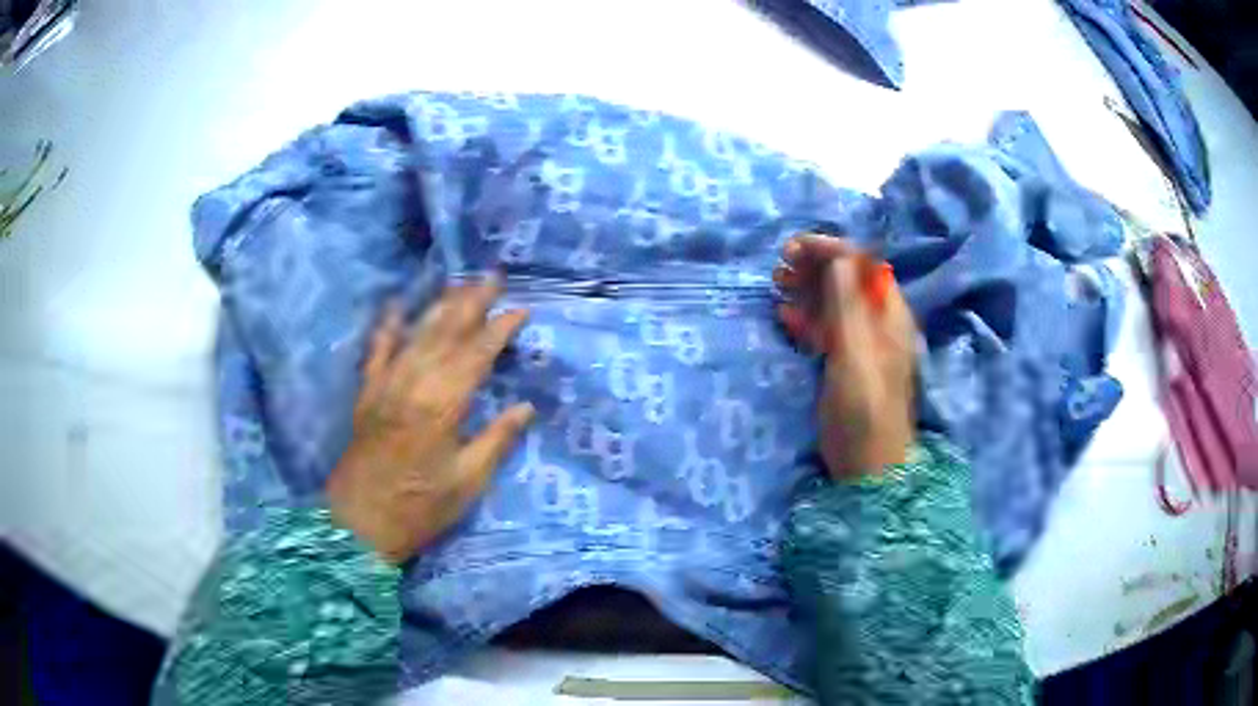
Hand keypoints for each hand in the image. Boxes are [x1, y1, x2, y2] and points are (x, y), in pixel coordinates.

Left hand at [326, 278, 534, 562]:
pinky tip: (397, 305)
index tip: (521, 311)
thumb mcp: (467, 483)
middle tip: (492, 277)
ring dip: (439, 306)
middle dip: (471, 302)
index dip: (500, 329)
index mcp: (443, 406)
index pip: (477, 355)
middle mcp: (413, 384)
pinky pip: (376, 349)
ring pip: (416, 334)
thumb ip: (497, 441)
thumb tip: (525, 407)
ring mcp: (386, 384)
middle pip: (446, 333)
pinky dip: (387, 325)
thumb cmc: (419, 509)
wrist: (359, 524)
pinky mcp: (367, 392)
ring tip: (459, 284)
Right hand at [775, 234, 916, 479]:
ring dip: (806, 289)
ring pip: (833, 302)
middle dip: (813, 267)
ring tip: (776, 287)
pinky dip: (805, 318)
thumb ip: (847, 303)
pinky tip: (783, 318)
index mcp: (888, 313)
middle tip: (779, 269)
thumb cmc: (864, 408)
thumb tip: (837, 256)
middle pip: (846, 279)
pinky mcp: (845, 362)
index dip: (829, 249)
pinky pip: (825, 328)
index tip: (792, 249)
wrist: (868, 464)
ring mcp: (861, 342)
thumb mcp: (855, 352)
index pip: (862, 263)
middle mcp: (877, 321)